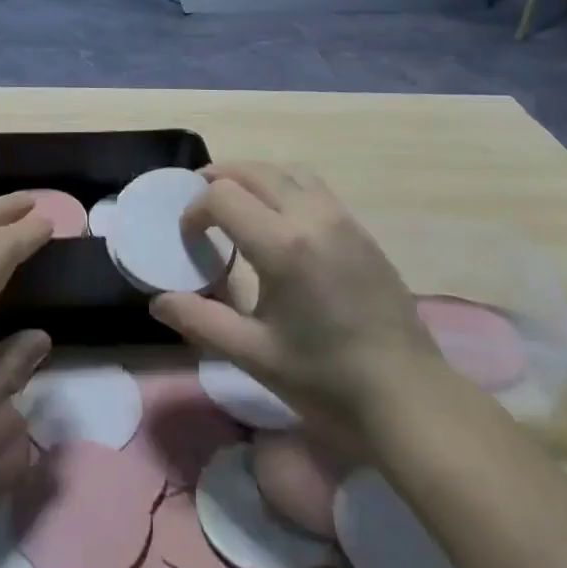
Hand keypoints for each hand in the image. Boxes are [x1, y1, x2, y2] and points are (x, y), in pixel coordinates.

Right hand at [149, 164, 448, 444]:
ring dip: (255, 176)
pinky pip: (314, 187)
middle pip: (253, 170)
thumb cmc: (327, 381)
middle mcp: (311, 216)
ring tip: (238, 203)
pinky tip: (282, 221)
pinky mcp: (360, 228)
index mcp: (282, 245)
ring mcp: (341, 217)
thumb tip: (158, 302)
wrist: (408, 397)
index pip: (223, 196)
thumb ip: (202, 321)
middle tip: (201, 203)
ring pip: (287, 170)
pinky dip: (285, 186)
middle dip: (220, 179)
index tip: (189, 237)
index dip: (195, 210)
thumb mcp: (255, 356)